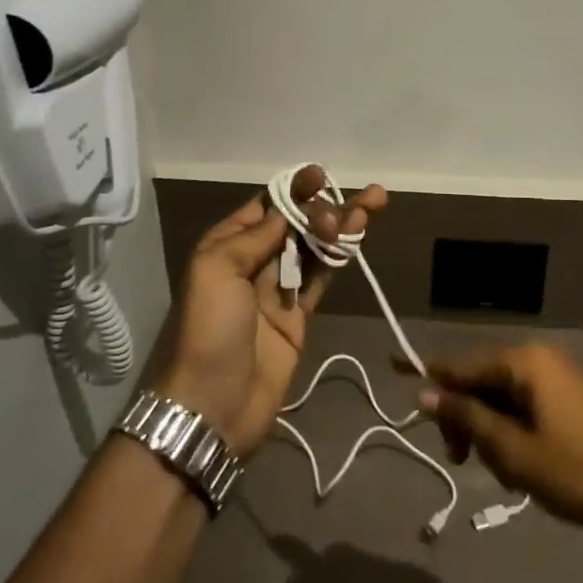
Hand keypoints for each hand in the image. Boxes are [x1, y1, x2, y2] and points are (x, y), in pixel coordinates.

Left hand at [147, 167, 386, 455]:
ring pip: (314, 248)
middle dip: (323, 207)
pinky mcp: (298, 317)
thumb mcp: (216, 271)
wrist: (211, 407)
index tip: (321, 175)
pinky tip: (359, 238)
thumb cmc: (208, 330)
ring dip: (340, 227)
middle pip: (294, 223)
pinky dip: (340, 258)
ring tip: (374, 204)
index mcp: (226, 246)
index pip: (265, 206)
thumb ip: (255, 237)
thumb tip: (287, 211)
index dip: (294, 189)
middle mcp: (252, 262)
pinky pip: (322, 278)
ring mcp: (277, 290)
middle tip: (349, 209)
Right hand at [416, 343, 582, 537]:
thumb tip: (426, 392)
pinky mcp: (569, 399)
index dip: (427, 371)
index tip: (391, 363)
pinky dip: (512, 433)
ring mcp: (557, 378)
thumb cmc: (575, 471)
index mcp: (523, 363)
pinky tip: (519, 469)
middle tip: (460, 460)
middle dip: (465, 418)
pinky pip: (525, 407)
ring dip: (490, 432)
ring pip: (501, 398)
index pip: (461, 365)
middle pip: (480, 381)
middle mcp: (538, 360)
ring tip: (503, 475)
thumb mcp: (513, 450)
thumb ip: (467, 417)